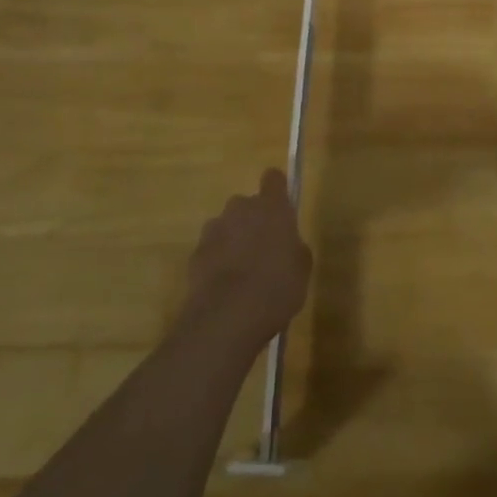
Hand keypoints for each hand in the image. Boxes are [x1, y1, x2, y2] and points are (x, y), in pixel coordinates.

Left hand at [182, 169, 313, 354]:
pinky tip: (224, 287)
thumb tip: (288, 245)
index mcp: (272, 207)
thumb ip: (295, 248)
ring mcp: (214, 230)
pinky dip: (217, 261)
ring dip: (233, 240)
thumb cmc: (276, 287)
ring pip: (227, 226)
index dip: (277, 189)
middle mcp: (240, 208)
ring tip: (242, 273)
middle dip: (254, 220)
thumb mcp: (301, 269)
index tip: (281, 207)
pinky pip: (211, 249)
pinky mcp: (195, 253)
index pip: (274, 179)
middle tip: (264, 249)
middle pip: (247, 204)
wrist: (226, 317)